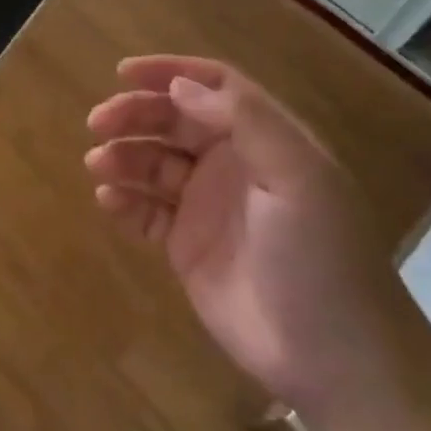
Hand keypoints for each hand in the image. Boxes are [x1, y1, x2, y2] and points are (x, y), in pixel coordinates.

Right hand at [86, 56, 430, 421]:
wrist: (333, 358)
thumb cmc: (321, 258)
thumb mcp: (297, 178)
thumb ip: (244, 123)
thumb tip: (180, 87)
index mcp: (265, 141)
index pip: (214, 87)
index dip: (170, 72)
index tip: (123, 73)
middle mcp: (233, 165)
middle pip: (174, 121)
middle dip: (134, 115)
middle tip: (97, 123)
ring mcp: (207, 206)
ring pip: (154, 163)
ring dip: (124, 156)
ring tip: (99, 165)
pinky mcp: (187, 246)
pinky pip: (147, 212)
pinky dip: (125, 201)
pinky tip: (110, 201)